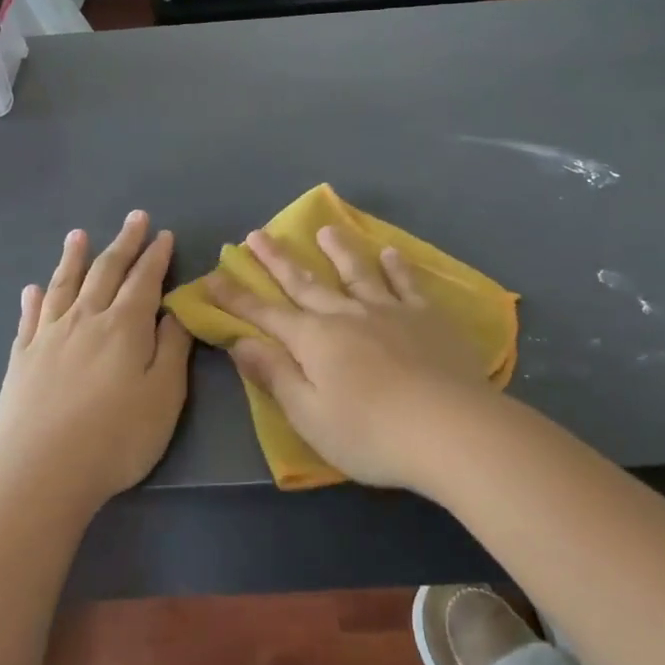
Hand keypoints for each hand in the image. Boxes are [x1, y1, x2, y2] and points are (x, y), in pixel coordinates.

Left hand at [0, 211, 192, 514]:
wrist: (41, 470)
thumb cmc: (116, 437)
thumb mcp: (164, 396)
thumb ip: (172, 349)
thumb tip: (176, 311)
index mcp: (125, 326)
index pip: (144, 280)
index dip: (156, 256)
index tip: (163, 234)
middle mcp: (86, 319)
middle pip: (106, 271)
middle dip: (123, 243)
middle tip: (134, 218)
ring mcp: (49, 336)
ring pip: (64, 285)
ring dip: (73, 258)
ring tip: (78, 234)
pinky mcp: (21, 359)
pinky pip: (29, 318)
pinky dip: (34, 299)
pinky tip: (33, 289)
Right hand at [207, 224, 497, 490]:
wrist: (451, 428)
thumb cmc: (371, 434)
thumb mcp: (309, 415)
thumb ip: (275, 375)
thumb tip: (241, 342)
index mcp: (314, 340)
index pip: (265, 314)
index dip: (236, 297)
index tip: (213, 276)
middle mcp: (346, 315)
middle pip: (304, 283)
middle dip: (277, 260)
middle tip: (257, 235)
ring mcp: (389, 311)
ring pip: (356, 272)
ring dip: (337, 250)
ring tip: (325, 230)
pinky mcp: (427, 317)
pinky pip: (406, 284)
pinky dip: (395, 267)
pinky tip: (390, 253)